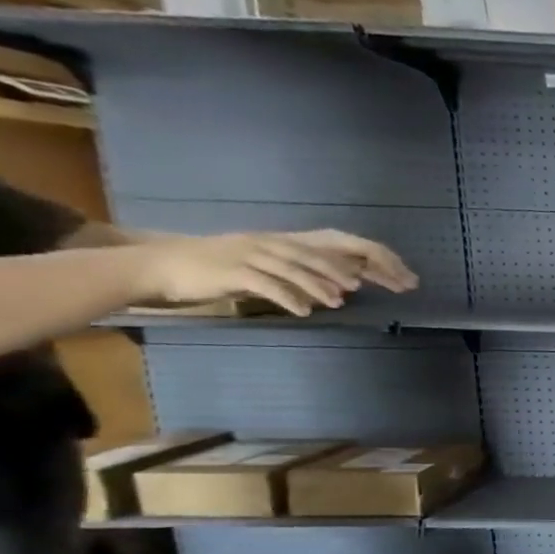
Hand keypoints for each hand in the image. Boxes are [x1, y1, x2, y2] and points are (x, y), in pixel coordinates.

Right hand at [133, 230, 418, 315]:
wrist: (159, 266)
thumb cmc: (218, 271)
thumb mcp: (268, 269)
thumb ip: (302, 275)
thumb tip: (343, 288)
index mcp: (283, 242)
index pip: (336, 245)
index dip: (368, 258)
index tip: (395, 276)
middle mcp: (269, 243)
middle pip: (317, 255)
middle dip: (349, 271)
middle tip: (373, 288)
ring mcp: (248, 254)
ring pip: (293, 268)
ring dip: (318, 285)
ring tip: (339, 302)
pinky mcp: (229, 271)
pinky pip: (264, 284)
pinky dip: (286, 297)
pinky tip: (304, 311)